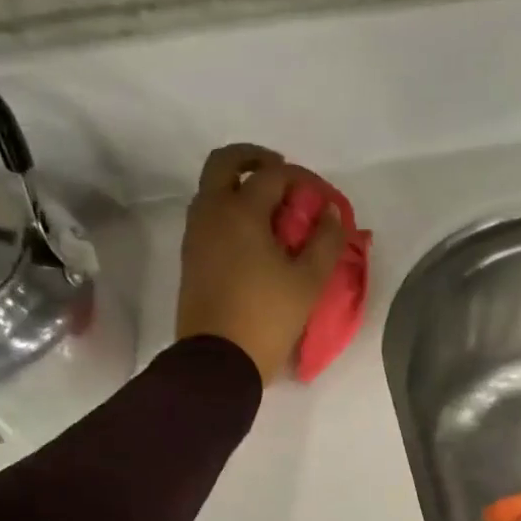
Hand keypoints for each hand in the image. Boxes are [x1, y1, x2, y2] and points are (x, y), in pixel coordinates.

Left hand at [178, 144, 347, 384]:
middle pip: (226, 162)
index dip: (303, 179)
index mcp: (241, 212)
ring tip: (274, 213)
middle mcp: (211, 212)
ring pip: (213, 189)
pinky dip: (231, 211)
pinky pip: (209, 216)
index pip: (273, 175)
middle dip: (256, 160)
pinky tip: (255, 237)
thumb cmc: (267, 318)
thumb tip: (329, 213)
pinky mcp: (191, 257)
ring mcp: (196, 234)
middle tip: (284, 177)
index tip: (323, 198)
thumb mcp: (308, 283)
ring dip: (241, 186)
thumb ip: (325, 242)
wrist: (219, 360)